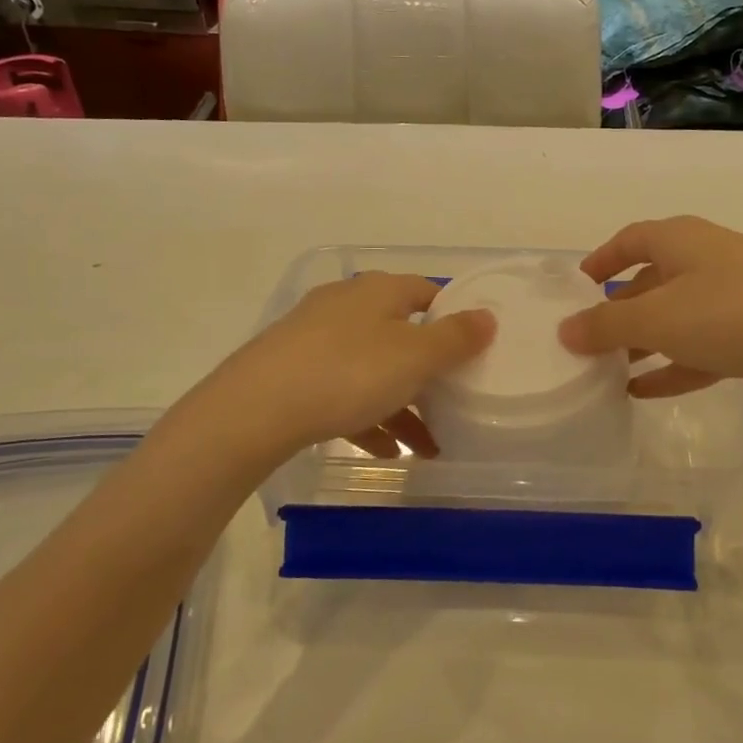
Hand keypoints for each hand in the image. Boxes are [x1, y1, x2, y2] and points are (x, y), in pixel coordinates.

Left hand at [209, 274, 494, 457]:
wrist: (253, 410)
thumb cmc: (348, 373)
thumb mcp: (414, 356)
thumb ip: (456, 337)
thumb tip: (488, 316)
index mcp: (378, 291)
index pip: (426, 291)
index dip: (453, 315)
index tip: (474, 349)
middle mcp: (346, 305)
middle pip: (400, 333)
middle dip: (429, 371)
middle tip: (455, 401)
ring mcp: (315, 339)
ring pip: (373, 368)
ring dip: (402, 403)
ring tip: (428, 446)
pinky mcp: (293, 372)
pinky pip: (343, 392)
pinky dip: (368, 417)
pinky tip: (383, 451)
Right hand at [558, 217, 742, 406]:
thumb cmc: (732, 313)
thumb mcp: (658, 319)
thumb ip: (606, 325)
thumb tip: (564, 330)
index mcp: (681, 241)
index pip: (631, 240)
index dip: (603, 259)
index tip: (580, 284)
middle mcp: (707, 261)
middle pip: (652, 281)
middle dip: (620, 310)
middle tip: (589, 340)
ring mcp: (735, 298)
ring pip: (677, 318)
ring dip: (644, 342)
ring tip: (609, 370)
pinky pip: (701, 348)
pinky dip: (673, 366)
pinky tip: (645, 391)